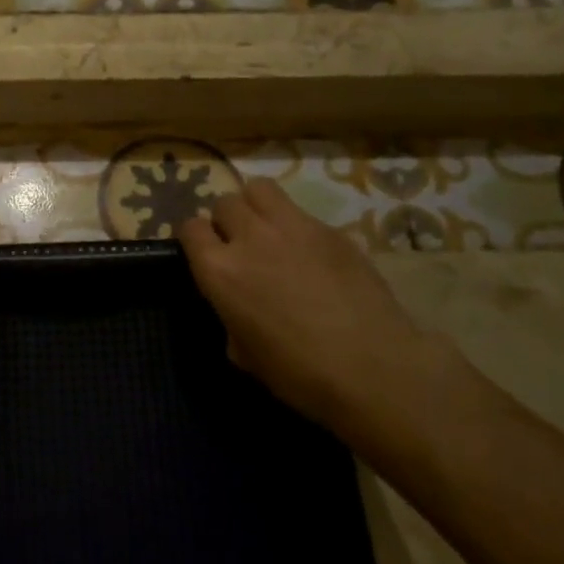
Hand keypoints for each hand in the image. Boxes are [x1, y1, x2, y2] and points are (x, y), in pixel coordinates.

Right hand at [177, 179, 419, 423]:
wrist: (373, 369)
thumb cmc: (301, 374)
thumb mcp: (246, 355)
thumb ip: (231, 319)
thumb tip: (237, 311)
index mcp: (219, 271)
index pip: (190, 228)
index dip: (195, 239)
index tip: (205, 253)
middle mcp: (249, 237)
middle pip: (224, 203)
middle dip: (227, 221)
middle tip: (241, 245)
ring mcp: (292, 227)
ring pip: (259, 189)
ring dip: (256, 206)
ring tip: (268, 230)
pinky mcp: (330, 229)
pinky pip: (301, 213)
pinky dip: (297, 226)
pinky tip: (313, 254)